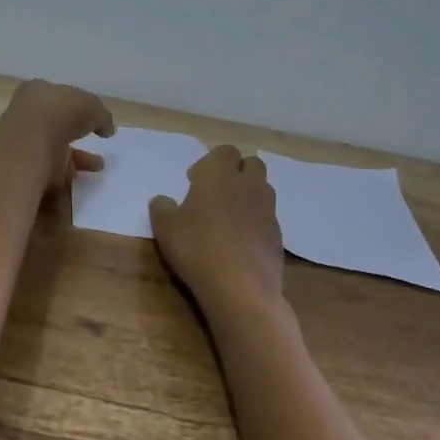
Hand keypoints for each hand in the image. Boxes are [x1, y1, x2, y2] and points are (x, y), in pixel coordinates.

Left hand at [0, 80, 115, 192]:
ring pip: (51, 151)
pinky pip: (48, 173)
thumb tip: (106, 129)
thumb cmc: (59, 114)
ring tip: (96, 167)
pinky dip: (65, 178)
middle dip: (76, 136)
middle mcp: (25, 115)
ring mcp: (21, 143)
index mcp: (36, 91)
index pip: (57, 98)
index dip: (76, 108)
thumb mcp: (92, 106)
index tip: (90, 120)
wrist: (28, 147)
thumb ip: (101, 116)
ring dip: (75, 160)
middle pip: (54, 125)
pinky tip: (81, 180)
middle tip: (93, 144)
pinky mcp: (22, 169)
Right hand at [148, 146, 286, 314]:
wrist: (241, 288)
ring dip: (248, 194)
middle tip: (215, 194)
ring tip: (229, 217)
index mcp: (219, 174)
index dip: (209, 163)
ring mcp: (267, 209)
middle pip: (251, 163)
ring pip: (263, 188)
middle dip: (236, 172)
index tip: (194, 182)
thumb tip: (162, 200)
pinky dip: (256, 221)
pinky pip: (267, 216)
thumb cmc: (197, 249)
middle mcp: (248, 184)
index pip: (224, 151)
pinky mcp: (278, 234)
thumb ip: (161, 207)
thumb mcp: (165, 228)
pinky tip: (240, 242)